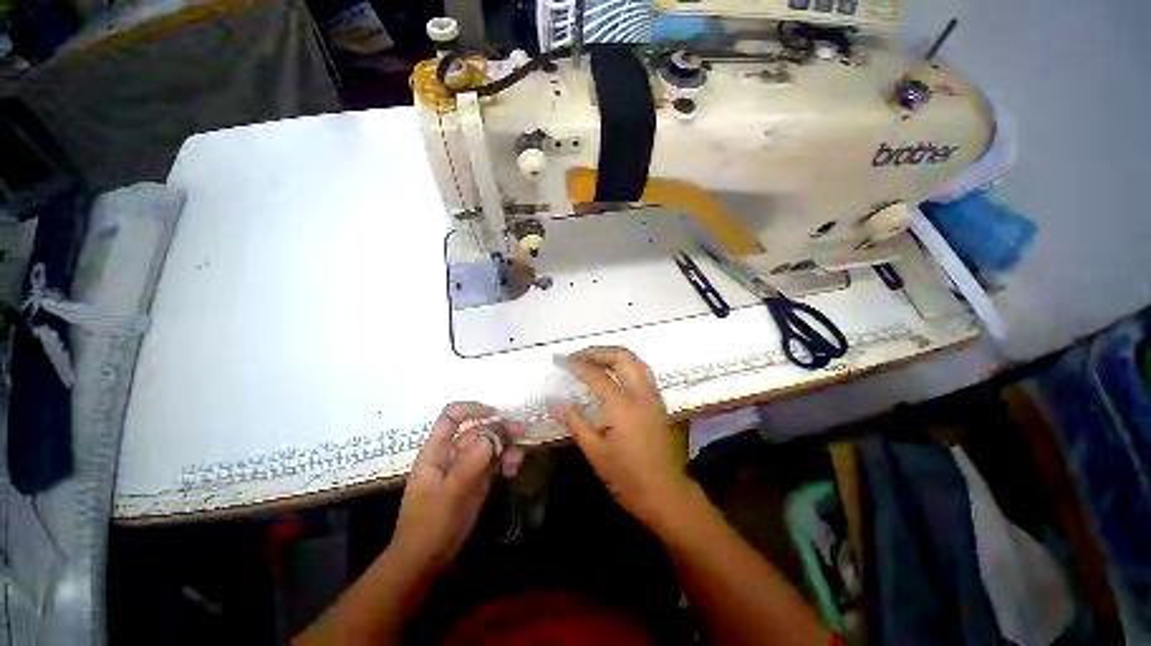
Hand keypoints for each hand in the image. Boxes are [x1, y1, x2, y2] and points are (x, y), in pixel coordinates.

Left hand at [391, 402, 523, 573]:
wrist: (426, 559)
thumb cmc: (428, 525)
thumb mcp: (448, 495)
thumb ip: (468, 466)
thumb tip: (490, 438)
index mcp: (437, 451)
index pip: (451, 417)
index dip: (471, 409)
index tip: (494, 413)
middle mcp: (453, 453)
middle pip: (478, 430)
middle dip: (498, 429)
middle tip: (519, 432)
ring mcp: (467, 466)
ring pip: (490, 446)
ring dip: (506, 446)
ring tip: (518, 458)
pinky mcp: (478, 480)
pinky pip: (496, 462)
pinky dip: (507, 462)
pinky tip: (514, 470)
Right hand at [552, 347, 692, 526]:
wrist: (665, 493)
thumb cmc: (627, 477)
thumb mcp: (595, 452)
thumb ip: (574, 422)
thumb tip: (553, 401)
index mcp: (623, 406)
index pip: (597, 375)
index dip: (577, 364)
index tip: (560, 360)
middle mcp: (641, 394)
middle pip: (621, 357)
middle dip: (597, 351)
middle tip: (577, 356)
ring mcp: (653, 395)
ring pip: (635, 360)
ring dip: (612, 354)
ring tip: (593, 359)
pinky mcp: (658, 401)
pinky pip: (642, 370)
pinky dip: (625, 363)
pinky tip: (613, 372)